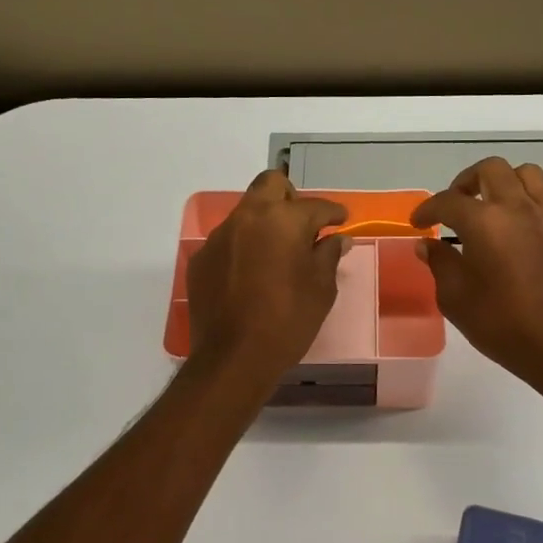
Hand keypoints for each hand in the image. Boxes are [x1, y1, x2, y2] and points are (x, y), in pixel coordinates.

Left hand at [188, 171, 348, 379]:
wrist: (233, 357)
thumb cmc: (288, 320)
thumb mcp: (321, 289)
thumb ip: (329, 255)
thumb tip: (337, 239)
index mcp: (283, 219)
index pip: (315, 206)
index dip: (333, 213)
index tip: (341, 221)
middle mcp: (248, 217)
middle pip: (271, 185)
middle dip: (291, 198)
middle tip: (304, 225)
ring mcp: (219, 236)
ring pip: (246, 212)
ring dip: (265, 223)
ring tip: (277, 253)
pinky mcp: (201, 259)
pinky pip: (228, 241)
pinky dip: (243, 247)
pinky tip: (251, 275)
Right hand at [413, 158, 542, 390]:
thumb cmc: (502, 324)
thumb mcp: (455, 298)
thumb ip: (440, 263)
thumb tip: (428, 244)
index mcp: (485, 222)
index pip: (448, 201)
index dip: (427, 209)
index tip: (418, 223)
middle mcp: (519, 209)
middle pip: (492, 170)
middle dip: (466, 181)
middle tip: (456, 205)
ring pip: (527, 175)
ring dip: (504, 183)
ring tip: (492, 207)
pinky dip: (527, 207)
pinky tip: (518, 235)